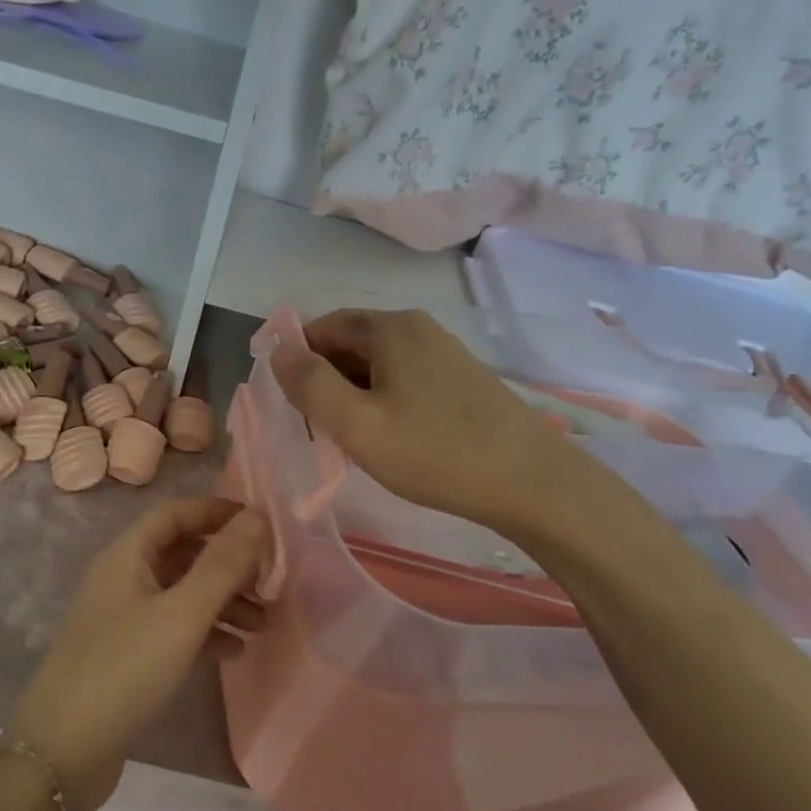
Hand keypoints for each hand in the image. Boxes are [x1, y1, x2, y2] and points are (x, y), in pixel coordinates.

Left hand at [3, 498, 267, 810]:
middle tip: (270, 581)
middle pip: (182, 553)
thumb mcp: (181, 615)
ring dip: (222, 601)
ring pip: (182, 593)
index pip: (176, 513)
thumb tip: (257, 517)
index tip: (262, 524)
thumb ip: (221, 566)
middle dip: (227, 563)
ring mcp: (123, 618)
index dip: (217, 512)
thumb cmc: (124, 671)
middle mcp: (123, 578)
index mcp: (127, 556)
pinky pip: (174, 629)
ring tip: (262, 623)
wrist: (63, 753)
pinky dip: (205, 632)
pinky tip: (234, 651)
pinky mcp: (128, 655)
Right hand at [270, 308, 577, 531]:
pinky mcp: (461, 379)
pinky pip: (404, 379)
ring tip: (352, 439)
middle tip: (318, 429)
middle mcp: (417, 328)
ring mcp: (444, 352)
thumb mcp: (356, 424)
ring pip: (377, 364)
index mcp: (390, 328)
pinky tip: (391, 437)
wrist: (531, 482)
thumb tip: (279, 351)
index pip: (322, 328)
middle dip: (325, 381)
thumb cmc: (434, 452)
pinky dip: (383, 400)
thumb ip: (309, 385)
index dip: (297, 361)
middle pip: (350, 344)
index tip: (291, 406)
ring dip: (353, 394)